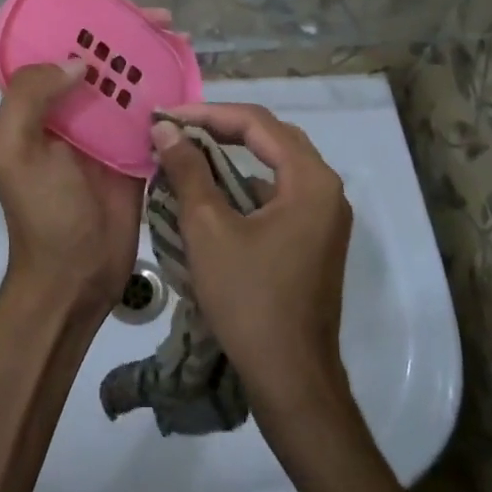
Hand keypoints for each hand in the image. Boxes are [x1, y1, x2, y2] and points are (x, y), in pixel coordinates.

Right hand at [148, 104, 352, 418]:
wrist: (291, 377)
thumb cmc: (249, 298)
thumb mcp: (209, 229)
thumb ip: (188, 171)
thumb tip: (166, 129)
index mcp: (310, 180)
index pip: (257, 124)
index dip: (208, 114)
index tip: (167, 117)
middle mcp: (326, 190)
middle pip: (271, 139)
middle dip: (221, 129)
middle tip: (177, 129)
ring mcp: (324, 218)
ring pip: (274, 168)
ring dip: (231, 158)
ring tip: (187, 156)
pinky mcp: (314, 241)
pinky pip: (277, 196)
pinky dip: (243, 188)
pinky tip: (210, 197)